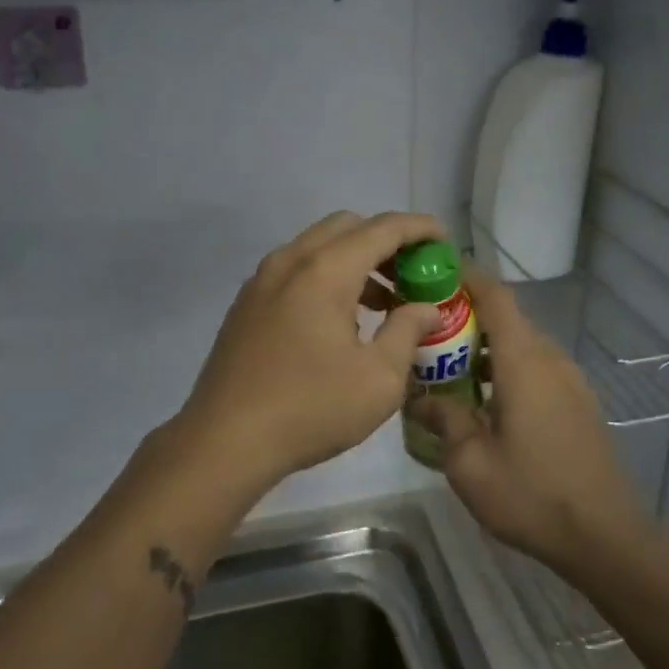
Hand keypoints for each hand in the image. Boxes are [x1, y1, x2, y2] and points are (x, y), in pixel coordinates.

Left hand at [179, 211, 445, 490]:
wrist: (224, 441)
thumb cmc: (310, 408)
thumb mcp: (378, 379)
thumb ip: (407, 331)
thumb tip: (425, 307)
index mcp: (325, 270)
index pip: (383, 228)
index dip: (419, 228)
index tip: (444, 241)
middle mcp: (291, 261)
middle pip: (347, 227)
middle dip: (386, 242)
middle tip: (413, 275)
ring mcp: (262, 280)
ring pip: (318, 247)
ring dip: (356, 261)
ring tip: (384, 304)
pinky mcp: (247, 303)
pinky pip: (296, 270)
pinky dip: (327, 276)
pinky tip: (340, 322)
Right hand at [408, 269, 653, 576]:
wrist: (606, 536)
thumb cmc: (532, 494)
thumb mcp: (470, 463)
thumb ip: (444, 420)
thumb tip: (421, 398)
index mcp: (524, 362)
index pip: (496, 297)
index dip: (467, 277)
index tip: (435, 271)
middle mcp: (550, 360)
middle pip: (507, 319)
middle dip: (467, 317)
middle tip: (427, 332)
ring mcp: (571, 381)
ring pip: (522, 346)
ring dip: (487, 347)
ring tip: (450, 369)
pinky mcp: (579, 404)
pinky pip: (537, 368)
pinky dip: (507, 369)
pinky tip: (486, 402)